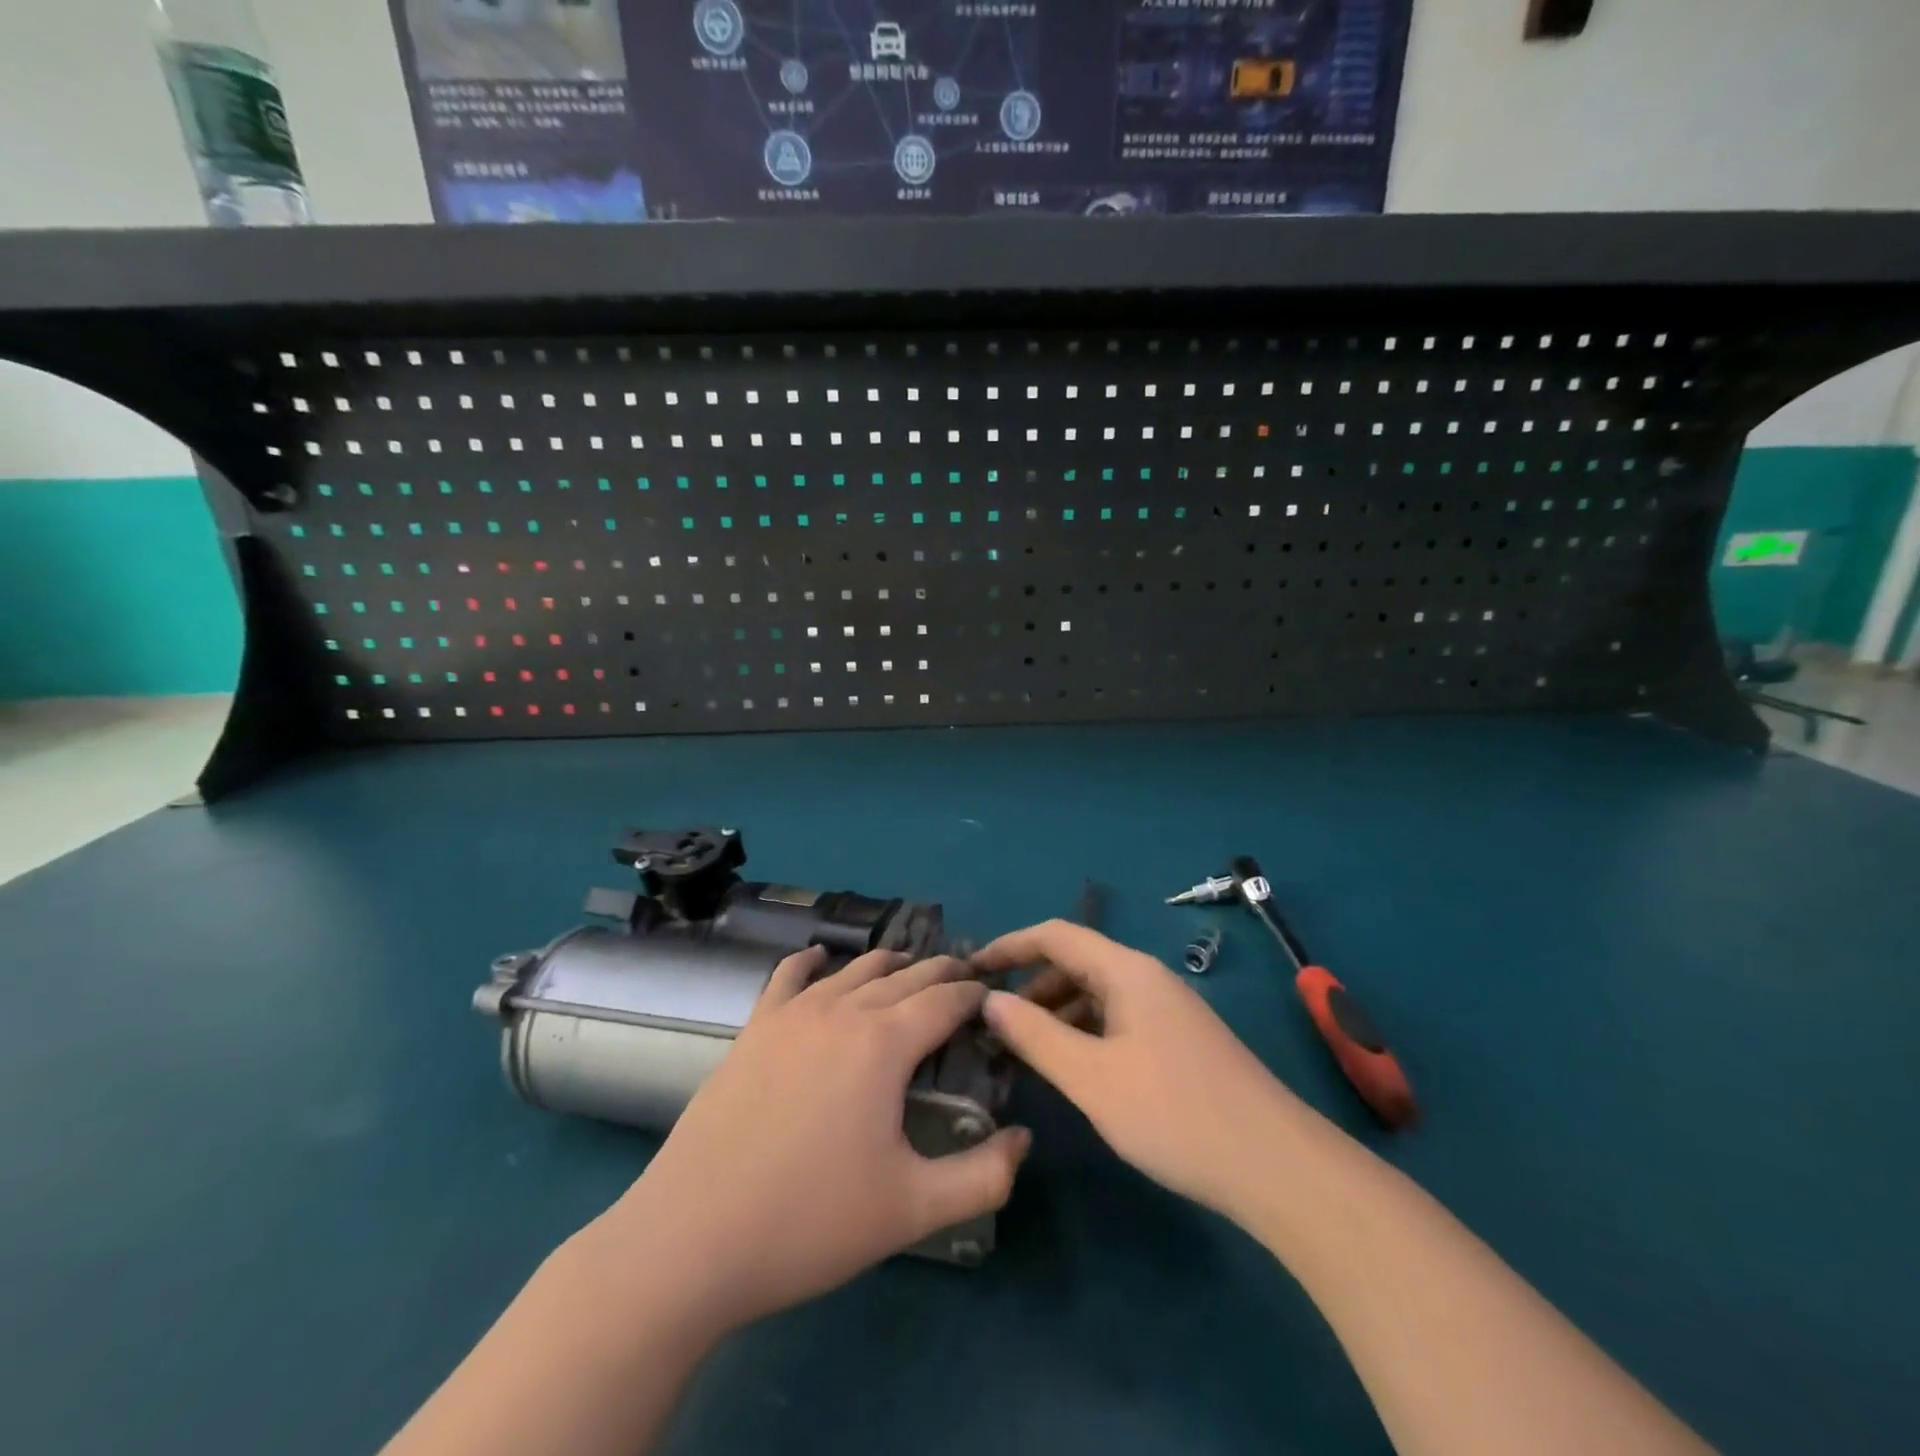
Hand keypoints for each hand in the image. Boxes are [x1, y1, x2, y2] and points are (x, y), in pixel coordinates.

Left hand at [599, 946, 1029, 1335]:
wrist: (692, 1240)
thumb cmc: (810, 1223)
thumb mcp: (912, 1210)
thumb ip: (983, 1176)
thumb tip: (1024, 1140)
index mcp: (885, 1043)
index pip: (946, 998)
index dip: (976, 993)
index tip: (995, 997)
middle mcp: (842, 1011)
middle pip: (905, 975)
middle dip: (942, 972)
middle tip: (965, 981)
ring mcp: (792, 1015)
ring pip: (854, 970)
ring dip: (890, 965)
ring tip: (911, 972)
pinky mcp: (753, 1029)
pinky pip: (787, 976)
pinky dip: (811, 961)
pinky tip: (819, 958)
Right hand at [975, 920, 1298, 1218]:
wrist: (1275, 1165)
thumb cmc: (1174, 1113)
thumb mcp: (1092, 1077)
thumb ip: (1035, 1035)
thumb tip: (989, 1000)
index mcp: (1126, 971)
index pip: (1055, 935)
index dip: (1009, 946)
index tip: (971, 969)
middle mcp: (1146, 978)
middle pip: (1075, 962)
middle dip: (1029, 985)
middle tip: (990, 1021)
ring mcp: (1166, 1010)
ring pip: (1096, 995)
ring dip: (1055, 1013)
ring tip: (1020, 1050)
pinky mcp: (1177, 1042)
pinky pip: (1116, 1021)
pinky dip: (1083, 1033)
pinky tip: (1070, 1069)